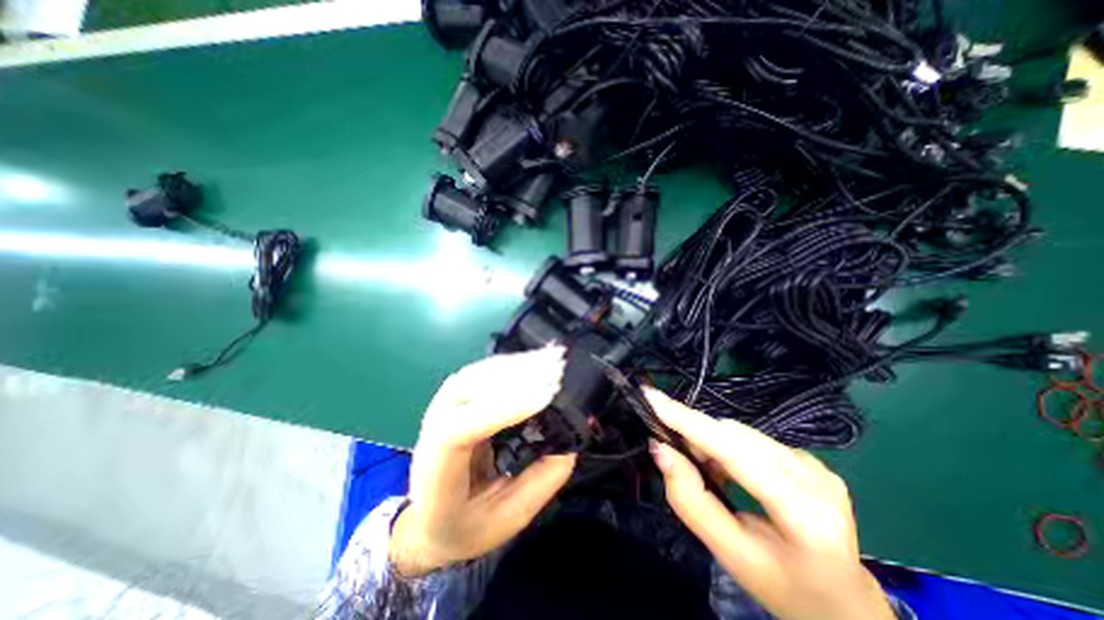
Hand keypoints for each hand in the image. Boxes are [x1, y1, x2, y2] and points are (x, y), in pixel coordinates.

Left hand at [388, 345, 577, 578]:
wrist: (429, 516)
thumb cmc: (464, 524)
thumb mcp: (505, 519)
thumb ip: (538, 484)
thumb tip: (568, 446)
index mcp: (437, 466)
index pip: (461, 429)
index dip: (503, 409)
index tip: (546, 397)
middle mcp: (436, 423)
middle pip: (471, 387)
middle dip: (518, 377)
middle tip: (558, 369)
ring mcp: (447, 402)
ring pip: (481, 372)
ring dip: (519, 363)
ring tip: (553, 358)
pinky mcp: (462, 392)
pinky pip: (488, 370)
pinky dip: (515, 362)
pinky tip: (538, 359)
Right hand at [644, 386, 890, 619]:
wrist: (841, 603)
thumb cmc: (780, 585)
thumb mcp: (728, 552)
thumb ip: (690, 499)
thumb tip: (659, 449)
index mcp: (803, 513)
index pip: (734, 451)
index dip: (689, 422)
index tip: (652, 398)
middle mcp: (815, 477)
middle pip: (735, 436)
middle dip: (695, 435)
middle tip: (671, 449)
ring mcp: (816, 464)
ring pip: (740, 432)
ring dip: (709, 440)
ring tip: (700, 465)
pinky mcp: (810, 458)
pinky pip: (752, 438)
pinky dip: (726, 445)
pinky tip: (723, 467)